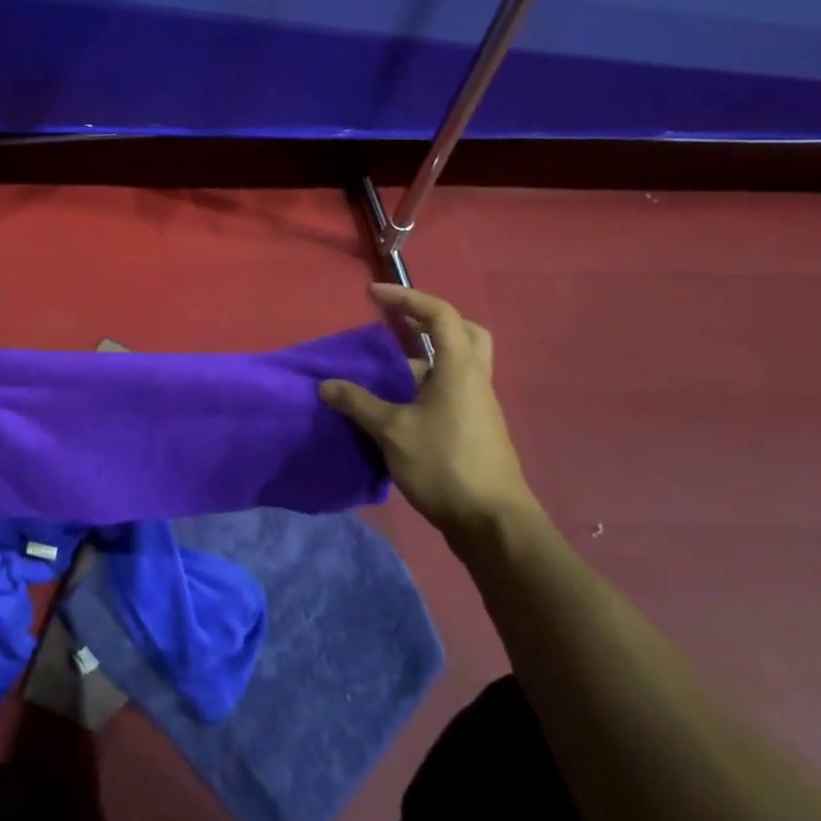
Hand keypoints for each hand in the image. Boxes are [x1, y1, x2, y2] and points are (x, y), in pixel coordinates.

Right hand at [320, 284, 537, 545]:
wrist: (493, 525)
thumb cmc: (445, 465)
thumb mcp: (392, 431)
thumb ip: (358, 403)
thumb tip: (327, 385)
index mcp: (460, 368)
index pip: (439, 314)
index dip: (406, 297)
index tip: (372, 294)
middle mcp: (475, 380)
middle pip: (464, 332)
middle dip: (430, 321)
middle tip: (399, 324)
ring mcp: (479, 406)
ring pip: (457, 364)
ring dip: (425, 357)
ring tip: (386, 368)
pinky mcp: (475, 430)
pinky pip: (451, 390)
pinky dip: (425, 385)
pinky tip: (397, 406)